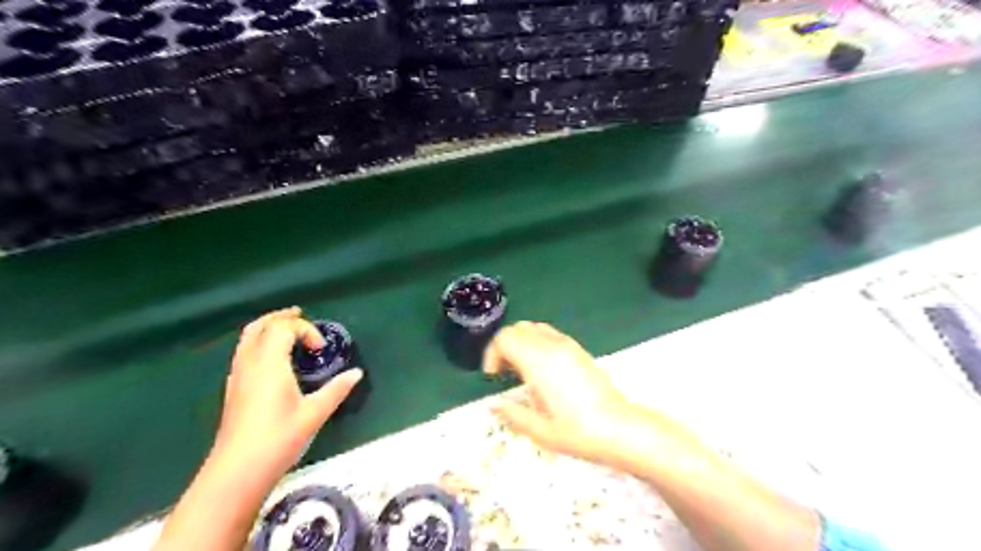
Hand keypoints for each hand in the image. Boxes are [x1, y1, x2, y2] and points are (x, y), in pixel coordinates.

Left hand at [214, 305, 363, 476]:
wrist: (237, 472)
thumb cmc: (278, 439)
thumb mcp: (315, 413)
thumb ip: (337, 389)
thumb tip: (357, 373)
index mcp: (269, 364)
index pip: (283, 328)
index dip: (305, 330)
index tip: (321, 349)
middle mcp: (249, 364)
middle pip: (259, 327)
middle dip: (280, 317)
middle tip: (300, 314)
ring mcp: (237, 377)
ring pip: (247, 339)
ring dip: (267, 328)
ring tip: (286, 330)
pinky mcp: (234, 389)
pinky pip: (244, 352)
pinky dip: (259, 343)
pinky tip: (273, 358)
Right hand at [482, 322, 645, 468]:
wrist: (620, 428)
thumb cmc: (579, 432)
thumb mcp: (540, 430)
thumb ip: (512, 414)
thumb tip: (493, 405)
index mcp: (538, 361)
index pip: (505, 338)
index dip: (492, 354)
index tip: (493, 377)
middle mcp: (552, 346)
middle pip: (517, 329)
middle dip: (504, 347)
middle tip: (503, 374)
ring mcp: (568, 345)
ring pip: (534, 327)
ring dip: (521, 342)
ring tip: (521, 370)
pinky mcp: (579, 350)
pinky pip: (550, 334)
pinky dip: (537, 343)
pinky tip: (542, 369)